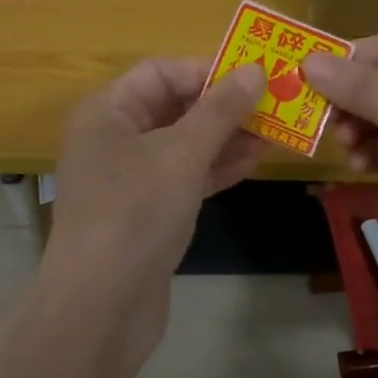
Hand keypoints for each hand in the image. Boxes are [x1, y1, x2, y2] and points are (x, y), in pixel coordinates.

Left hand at [44, 58, 266, 359]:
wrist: (101, 307)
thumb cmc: (135, 213)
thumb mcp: (181, 153)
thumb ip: (220, 110)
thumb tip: (255, 70)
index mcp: (108, 111)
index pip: (161, 73)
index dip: (207, 70)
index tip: (255, 75)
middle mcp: (114, 137)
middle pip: (174, 106)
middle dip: (224, 105)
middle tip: (276, 102)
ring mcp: (130, 177)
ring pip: (185, 143)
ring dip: (227, 136)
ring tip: (277, 130)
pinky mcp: (147, 211)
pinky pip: (186, 175)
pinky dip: (217, 166)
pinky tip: (256, 160)